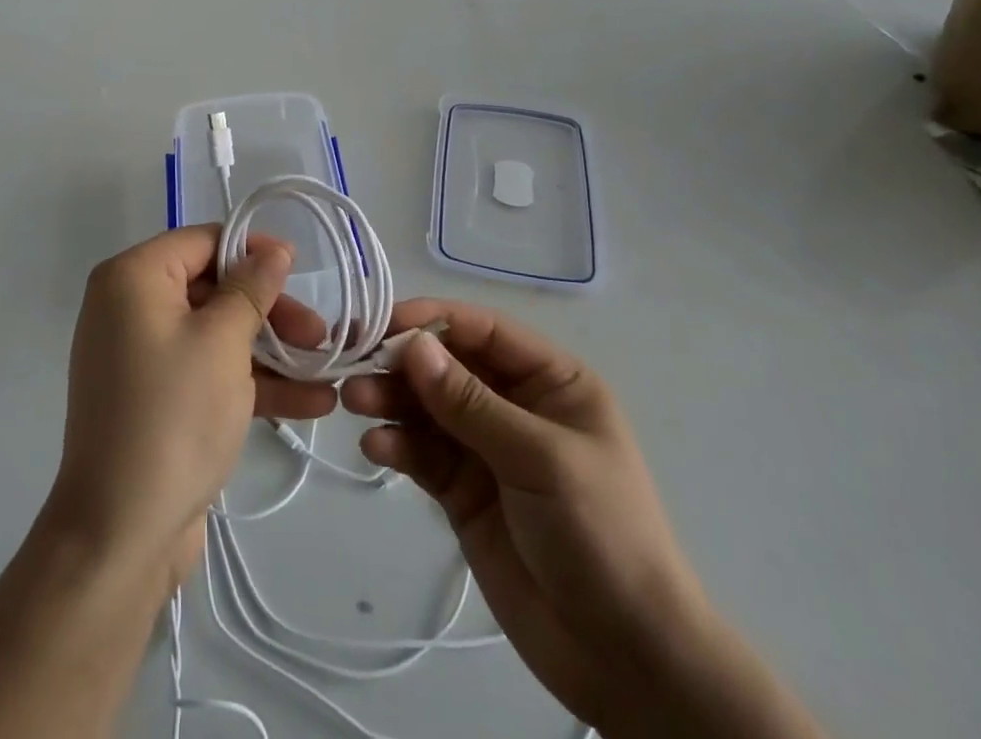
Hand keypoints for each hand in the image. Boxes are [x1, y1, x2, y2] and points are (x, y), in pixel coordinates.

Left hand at [47, 226, 335, 593]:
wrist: (120, 534)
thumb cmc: (173, 416)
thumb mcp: (222, 341)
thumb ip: (251, 288)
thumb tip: (273, 249)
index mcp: (133, 279)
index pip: (202, 242)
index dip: (254, 251)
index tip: (300, 270)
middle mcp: (130, 309)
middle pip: (213, 289)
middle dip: (271, 311)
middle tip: (320, 334)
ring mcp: (143, 358)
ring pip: (217, 334)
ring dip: (272, 351)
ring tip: (328, 368)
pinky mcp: (157, 400)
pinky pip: (208, 373)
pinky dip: (252, 383)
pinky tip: (311, 401)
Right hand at [341, 300, 713, 729]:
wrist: (625, 661)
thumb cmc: (601, 535)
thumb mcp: (540, 457)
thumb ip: (470, 403)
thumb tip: (413, 345)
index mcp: (551, 382)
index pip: (484, 331)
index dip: (434, 319)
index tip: (384, 321)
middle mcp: (515, 405)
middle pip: (448, 366)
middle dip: (404, 363)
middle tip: (354, 364)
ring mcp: (486, 449)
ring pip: (428, 408)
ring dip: (391, 400)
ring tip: (354, 402)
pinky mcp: (463, 492)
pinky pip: (423, 454)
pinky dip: (397, 446)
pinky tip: (375, 448)